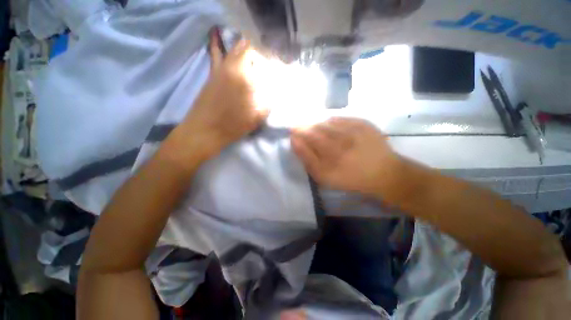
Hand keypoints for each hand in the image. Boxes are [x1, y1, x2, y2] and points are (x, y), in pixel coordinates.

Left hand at [182, 30, 268, 158]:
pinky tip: (217, 34)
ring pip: (233, 48)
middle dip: (258, 50)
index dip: (269, 56)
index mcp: (245, 77)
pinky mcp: (212, 73)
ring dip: (244, 47)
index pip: (260, 56)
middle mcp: (232, 66)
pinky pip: (216, 53)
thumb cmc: (233, 125)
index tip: (276, 63)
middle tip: (266, 60)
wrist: (206, 130)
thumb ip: (269, 101)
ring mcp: (220, 68)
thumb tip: (275, 90)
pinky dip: (218, 43)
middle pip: (247, 48)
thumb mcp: (257, 117)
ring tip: (253, 51)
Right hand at [291, 117, 404, 202]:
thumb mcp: (323, 176)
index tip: (292, 133)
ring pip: (326, 122)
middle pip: (315, 128)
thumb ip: (307, 159)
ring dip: (317, 125)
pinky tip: (332, 129)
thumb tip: (294, 140)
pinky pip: (340, 118)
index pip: (306, 137)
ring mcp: (353, 129)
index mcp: (330, 155)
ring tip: (316, 131)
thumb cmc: (350, 178)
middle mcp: (340, 140)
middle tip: (302, 130)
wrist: (382, 173)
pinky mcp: (363, 123)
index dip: (297, 133)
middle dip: (305, 127)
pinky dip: (332, 122)